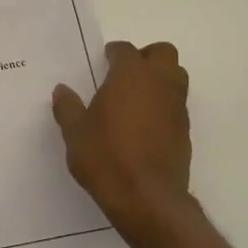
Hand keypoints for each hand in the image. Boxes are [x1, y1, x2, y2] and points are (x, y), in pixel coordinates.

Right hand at [52, 41, 191, 232]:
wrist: (145, 197)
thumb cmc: (105, 156)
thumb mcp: (75, 132)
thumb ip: (68, 107)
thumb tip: (62, 90)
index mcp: (131, 75)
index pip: (125, 50)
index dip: (114, 53)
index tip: (104, 61)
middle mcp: (160, 83)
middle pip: (163, 53)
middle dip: (146, 57)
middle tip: (125, 74)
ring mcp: (177, 107)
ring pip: (176, 77)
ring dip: (159, 80)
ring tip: (135, 98)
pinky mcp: (185, 131)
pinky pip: (176, 105)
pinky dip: (164, 106)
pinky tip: (144, 125)